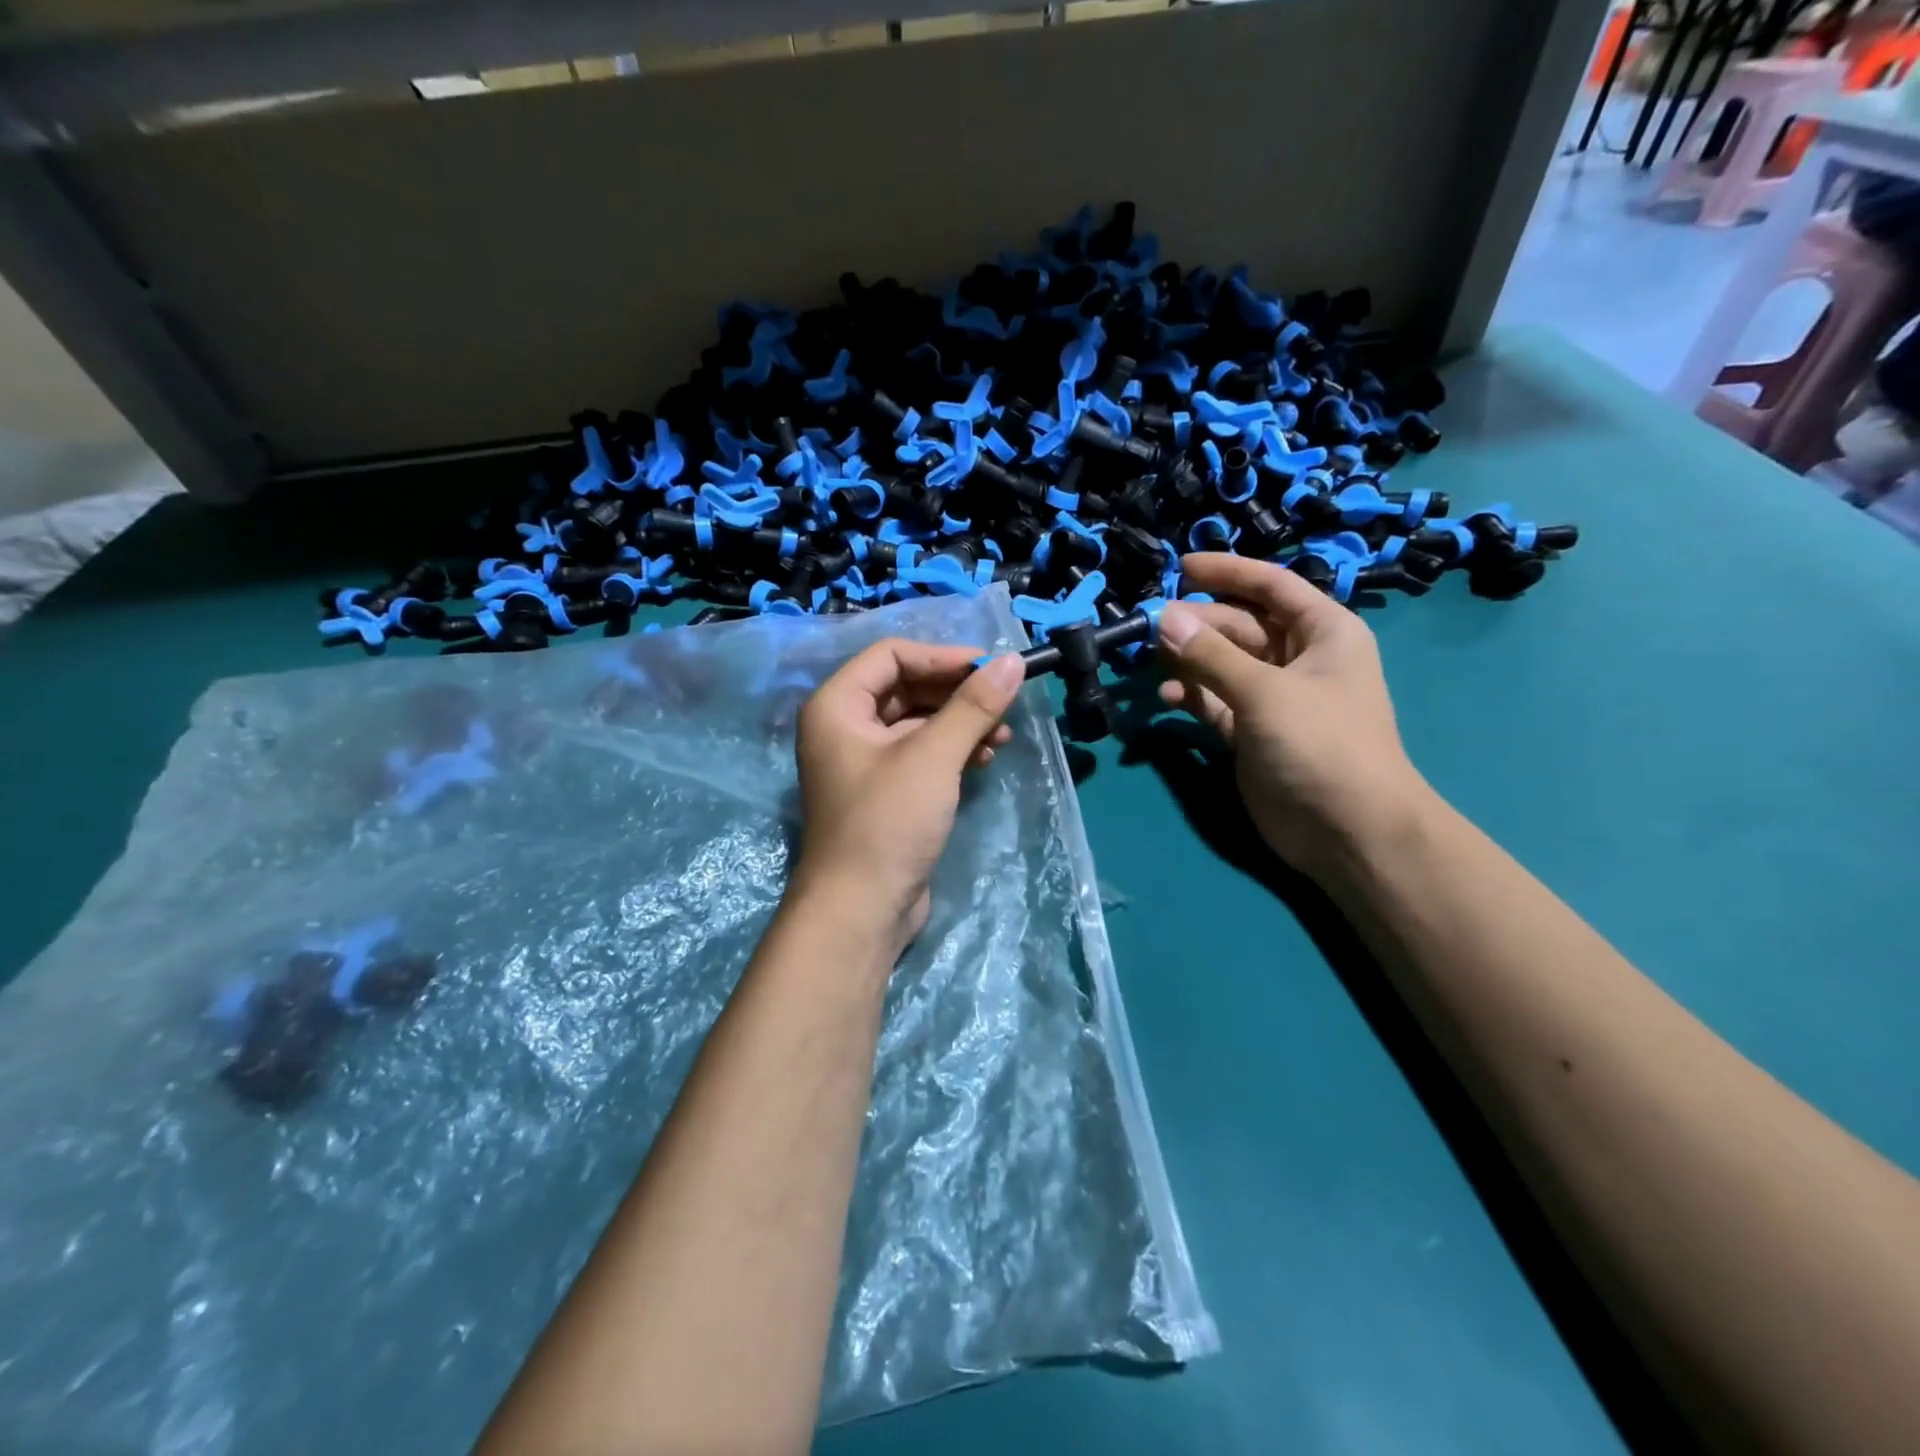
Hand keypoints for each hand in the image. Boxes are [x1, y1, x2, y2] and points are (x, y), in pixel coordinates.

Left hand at [792, 640, 1024, 950]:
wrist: (861, 909)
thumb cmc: (887, 822)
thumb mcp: (933, 757)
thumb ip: (972, 705)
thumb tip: (1012, 662)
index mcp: (837, 705)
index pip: (891, 655)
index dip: (942, 656)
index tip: (990, 668)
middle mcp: (844, 726)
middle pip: (906, 686)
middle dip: (956, 693)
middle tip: (1003, 701)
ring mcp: (863, 761)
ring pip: (917, 722)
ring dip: (960, 722)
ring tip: (1002, 736)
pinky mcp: (884, 790)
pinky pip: (920, 753)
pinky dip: (952, 750)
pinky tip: (985, 758)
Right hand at [1156, 553, 1431, 875]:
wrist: (1348, 830)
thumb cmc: (1321, 744)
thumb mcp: (1265, 691)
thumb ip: (1210, 655)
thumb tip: (1162, 617)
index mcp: (1322, 632)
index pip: (1271, 585)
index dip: (1227, 572)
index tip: (1180, 566)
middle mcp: (1298, 658)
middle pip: (1239, 626)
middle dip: (1197, 623)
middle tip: (1149, 624)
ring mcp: (1273, 697)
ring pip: (1222, 664)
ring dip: (1188, 660)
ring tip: (1151, 659)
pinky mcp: (1250, 732)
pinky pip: (1214, 701)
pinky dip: (1191, 696)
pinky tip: (1166, 697)